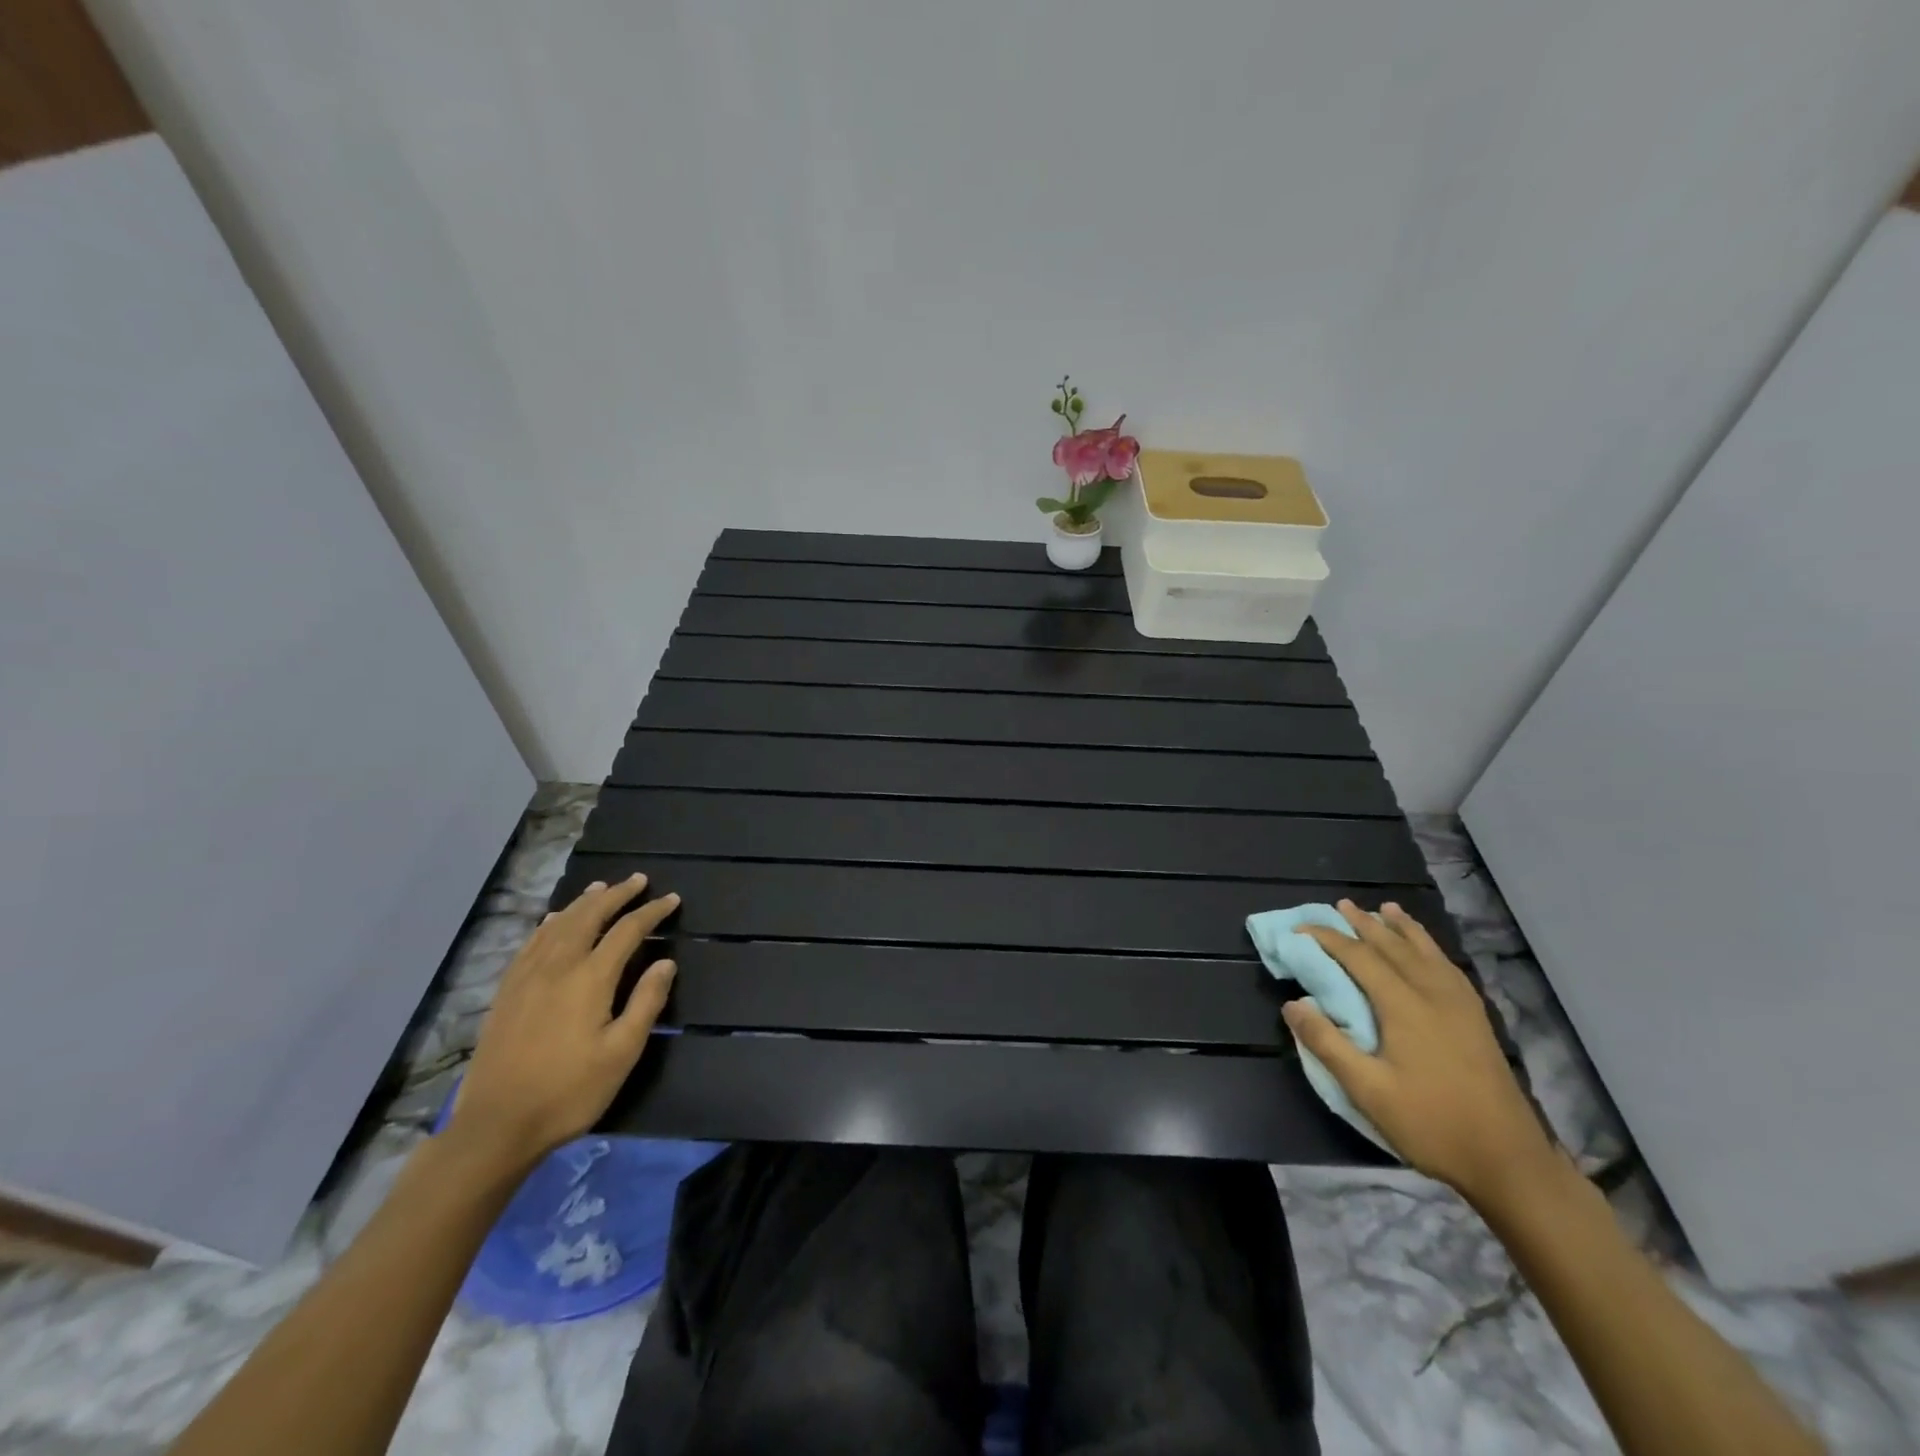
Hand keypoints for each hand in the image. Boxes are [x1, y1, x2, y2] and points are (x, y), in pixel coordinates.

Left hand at [446, 875, 680, 1170]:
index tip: (672, 899)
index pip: (627, 931)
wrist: (496, 1125)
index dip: (651, 912)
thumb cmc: (569, 1091)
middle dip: (616, 895)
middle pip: (589, 916)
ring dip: (583, 902)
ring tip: (601, 887)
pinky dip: (549, 923)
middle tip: (638, 880)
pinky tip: (554, 920)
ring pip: (559, 924)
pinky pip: (531, 942)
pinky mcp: (507, 991)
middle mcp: (558, 966)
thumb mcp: (621, 1053)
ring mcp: (527, 977)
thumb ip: (646, 1002)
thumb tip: (666, 962)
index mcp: (590, 978)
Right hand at [1284, 900, 1557, 1206]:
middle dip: (1364, 924)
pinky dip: (1431, 948)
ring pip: (1425, 952)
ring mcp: (1460, 1005)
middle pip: (1393, 946)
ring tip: (1386, 909)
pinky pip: (1448, 967)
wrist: (1509, 1160)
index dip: (1328, 939)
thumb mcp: (1368, 1091)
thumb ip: (1328, 1044)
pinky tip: (1428, 950)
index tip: (1301, 930)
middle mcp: (1432, 994)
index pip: (1359, 958)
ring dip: (1402, 928)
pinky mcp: (1477, 1019)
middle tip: (1340, 905)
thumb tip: (1293, 1004)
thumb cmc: (1431, 1124)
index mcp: (1404, 1006)